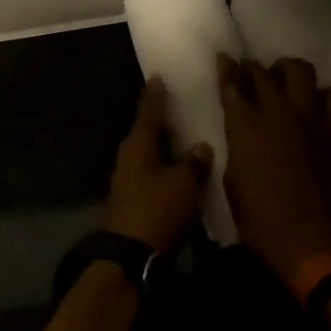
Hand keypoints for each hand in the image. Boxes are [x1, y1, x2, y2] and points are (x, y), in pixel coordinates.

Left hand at [104, 78, 213, 253]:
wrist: (130, 254)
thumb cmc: (157, 210)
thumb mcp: (184, 184)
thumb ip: (195, 162)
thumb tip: (201, 146)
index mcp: (138, 144)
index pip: (149, 110)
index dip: (156, 93)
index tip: (159, 75)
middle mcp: (129, 155)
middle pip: (146, 129)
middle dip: (161, 117)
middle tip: (178, 101)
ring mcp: (128, 177)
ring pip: (148, 151)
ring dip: (163, 142)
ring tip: (184, 132)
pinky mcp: (133, 197)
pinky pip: (151, 170)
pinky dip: (164, 163)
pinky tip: (179, 165)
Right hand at [218, 55, 330, 285]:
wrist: (310, 241)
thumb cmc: (260, 218)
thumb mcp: (232, 181)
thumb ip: (236, 147)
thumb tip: (239, 133)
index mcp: (245, 127)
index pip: (233, 85)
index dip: (227, 69)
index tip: (225, 58)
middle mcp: (278, 114)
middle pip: (264, 73)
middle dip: (254, 69)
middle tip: (252, 74)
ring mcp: (311, 119)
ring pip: (301, 72)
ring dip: (289, 72)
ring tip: (286, 81)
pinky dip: (323, 96)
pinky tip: (316, 106)